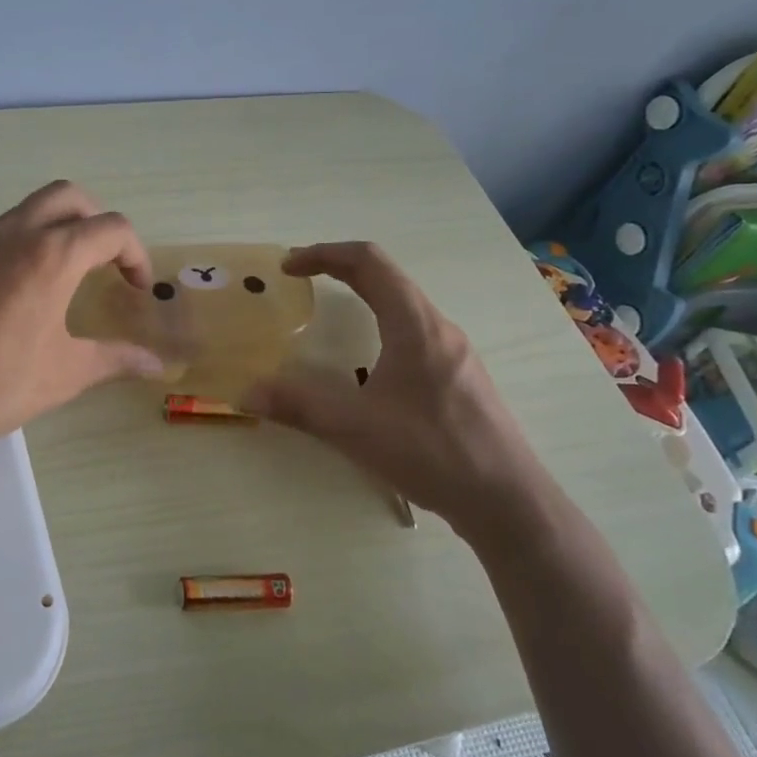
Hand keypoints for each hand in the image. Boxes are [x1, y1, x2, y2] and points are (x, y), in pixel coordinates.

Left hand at [0, 181, 164, 459]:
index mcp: (51, 256)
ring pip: (31, 208)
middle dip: (98, 221)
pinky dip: (28, 241)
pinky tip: (23, 292)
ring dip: (60, 227)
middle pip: (69, 197)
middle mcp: (15, 235)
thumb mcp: (63, 375)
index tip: (136, 291)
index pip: (111, 228)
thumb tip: (156, 364)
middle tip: (106, 264)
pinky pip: (2, 231)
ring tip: (68, 276)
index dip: (135, 255)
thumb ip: (115, 359)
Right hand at [242, 242, 549, 543]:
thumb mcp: (355, 428)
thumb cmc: (432, 452)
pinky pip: (416, 332)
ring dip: (364, 295)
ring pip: (404, 305)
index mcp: (415, 325)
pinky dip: (382, 323)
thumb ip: (298, 405)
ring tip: (332, 313)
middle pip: (387, 277)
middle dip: (339, 269)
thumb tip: (246, 393)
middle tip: (301, 280)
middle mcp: (439, 328)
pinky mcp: (463, 380)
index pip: (368, 262)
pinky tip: (371, 365)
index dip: (324, 253)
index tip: (288, 266)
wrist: (510, 503)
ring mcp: (456, 354)